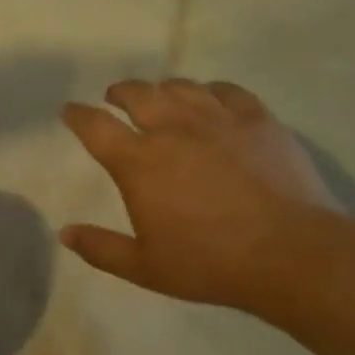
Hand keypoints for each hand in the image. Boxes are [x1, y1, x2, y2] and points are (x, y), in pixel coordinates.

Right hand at [60, 79, 339, 311]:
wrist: (290, 253)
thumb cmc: (209, 263)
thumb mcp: (144, 267)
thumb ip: (101, 248)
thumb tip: (65, 233)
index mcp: (139, 162)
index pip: (96, 127)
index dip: (78, 115)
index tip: (70, 111)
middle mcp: (173, 129)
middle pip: (137, 94)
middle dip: (119, 92)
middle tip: (115, 97)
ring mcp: (218, 120)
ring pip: (181, 87)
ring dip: (162, 88)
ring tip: (160, 96)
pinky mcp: (258, 120)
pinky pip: (227, 91)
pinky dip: (210, 90)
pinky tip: (211, 98)